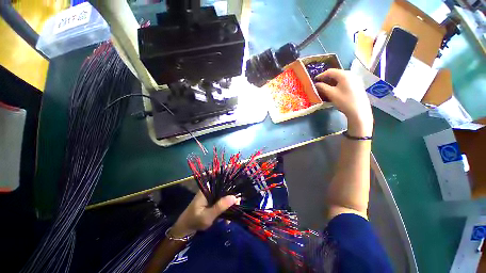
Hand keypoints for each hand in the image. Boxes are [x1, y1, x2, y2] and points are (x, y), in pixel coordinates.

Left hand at [170, 191, 238, 237]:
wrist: (185, 229)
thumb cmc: (194, 221)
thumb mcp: (207, 216)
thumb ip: (220, 207)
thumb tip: (234, 197)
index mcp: (208, 189)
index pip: (222, 183)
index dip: (232, 188)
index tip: (237, 198)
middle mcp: (211, 190)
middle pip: (226, 190)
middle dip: (232, 199)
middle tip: (236, 209)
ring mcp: (212, 196)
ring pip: (225, 197)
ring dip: (229, 206)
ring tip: (230, 218)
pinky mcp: (212, 202)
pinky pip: (222, 202)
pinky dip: (225, 210)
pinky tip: (226, 220)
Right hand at [315, 69, 372, 136]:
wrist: (359, 111)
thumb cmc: (344, 101)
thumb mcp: (331, 94)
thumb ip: (322, 87)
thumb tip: (316, 84)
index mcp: (344, 75)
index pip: (330, 71)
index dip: (321, 75)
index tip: (314, 80)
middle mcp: (351, 74)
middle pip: (336, 73)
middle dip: (326, 78)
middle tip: (319, 84)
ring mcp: (356, 79)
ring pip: (341, 77)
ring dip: (332, 81)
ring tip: (325, 87)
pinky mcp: (358, 85)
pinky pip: (345, 81)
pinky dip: (338, 83)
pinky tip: (335, 89)